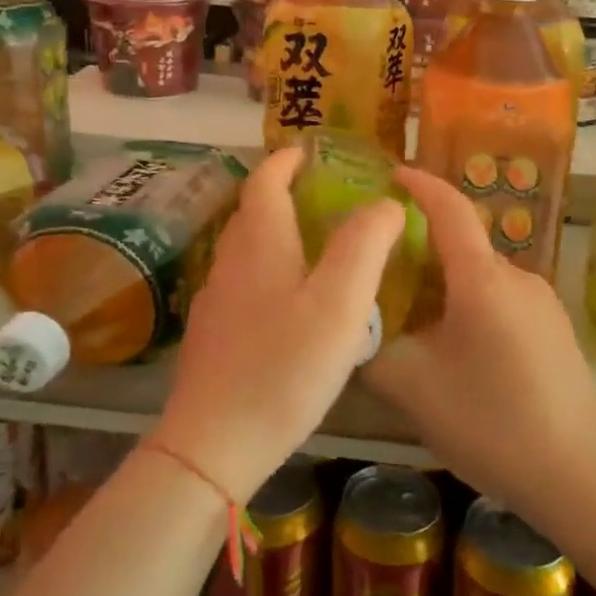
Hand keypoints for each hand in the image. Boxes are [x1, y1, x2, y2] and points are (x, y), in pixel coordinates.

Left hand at [157, 147, 404, 504]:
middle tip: (321, 197)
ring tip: (313, 247)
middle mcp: (230, 262)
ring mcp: (214, 301)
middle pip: (251, 213)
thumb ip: (364, 244)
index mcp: (260, 244)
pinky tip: (288, 304)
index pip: (265, 181)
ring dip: (274, 234)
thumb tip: (384, 203)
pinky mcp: (211, 336)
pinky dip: (266, 272)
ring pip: (245, 250)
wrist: (214, 443)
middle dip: (280, 194)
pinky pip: (242, 284)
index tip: (307, 151)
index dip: (285, 161)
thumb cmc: (284, 366)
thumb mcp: (339, 302)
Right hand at [361, 167, 595, 514]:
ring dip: (445, 285)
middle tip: (380, 273)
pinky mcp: (555, 329)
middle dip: (420, 248)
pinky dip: (470, 306)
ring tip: (412, 321)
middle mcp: (516, 277)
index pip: (449, 208)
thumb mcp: (411, 386)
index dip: (418, 185)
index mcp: (482, 279)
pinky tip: (456, 351)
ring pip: (480, 277)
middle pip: (461, 245)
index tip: (389, 175)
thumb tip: (354, 324)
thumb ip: (372, 346)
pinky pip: (501, 300)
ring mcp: (542, 302)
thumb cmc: (490, 423)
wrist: (579, 475)